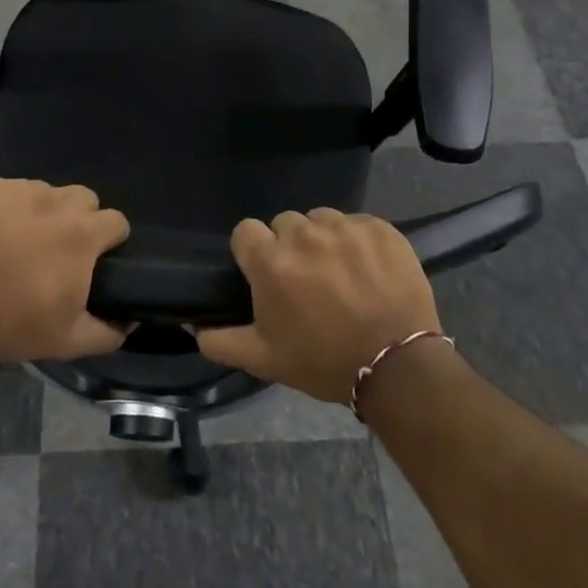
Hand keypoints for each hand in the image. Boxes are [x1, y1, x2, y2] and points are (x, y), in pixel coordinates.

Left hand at [0, 175, 130, 364]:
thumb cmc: (10, 325)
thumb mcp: (67, 341)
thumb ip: (108, 331)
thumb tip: (131, 321)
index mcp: (81, 234)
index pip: (116, 221)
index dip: (109, 240)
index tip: (95, 259)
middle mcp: (55, 201)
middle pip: (83, 198)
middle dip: (78, 219)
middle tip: (55, 249)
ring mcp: (16, 189)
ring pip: (43, 191)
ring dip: (39, 211)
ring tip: (15, 240)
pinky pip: (4, 189)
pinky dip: (1, 206)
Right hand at [197, 208, 440, 404]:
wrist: (397, 367)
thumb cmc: (323, 361)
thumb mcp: (263, 359)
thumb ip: (219, 340)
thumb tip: (191, 324)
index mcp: (271, 261)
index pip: (246, 231)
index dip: (253, 252)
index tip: (266, 274)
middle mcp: (304, 234)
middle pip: (285, 223)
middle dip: (289, 246)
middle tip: (306, 280)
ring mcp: (345, 228)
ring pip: (321, 220)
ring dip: (323, 240)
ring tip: (339, 273)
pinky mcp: (380, 229)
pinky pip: (357, 223)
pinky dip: (357, 241)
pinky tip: (367, 270)